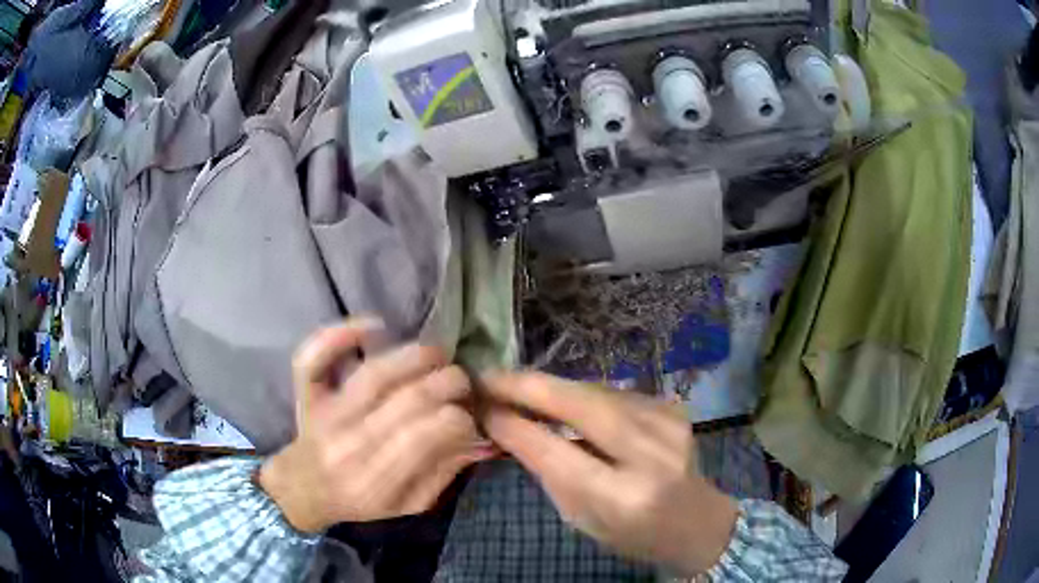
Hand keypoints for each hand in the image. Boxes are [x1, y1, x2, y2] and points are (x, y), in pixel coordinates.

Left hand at [259, 319, 492, 532]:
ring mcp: (326, 413)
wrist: (304, 490)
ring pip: (374, 374)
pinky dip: (339, 335)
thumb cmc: (361, 501)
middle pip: (409, 400)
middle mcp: (352, 444)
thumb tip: (480, 439)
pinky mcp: (307, 392)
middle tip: (462, 384)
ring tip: (439, 354)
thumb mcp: (410, 504)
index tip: (469, 417)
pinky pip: (314, 359)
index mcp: (379, 479)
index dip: (459, 418)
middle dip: (448, 383)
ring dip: (415, 356)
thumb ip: (444, 474)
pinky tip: (375, 326)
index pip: (428, 435)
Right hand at [482, 371, 737, 575]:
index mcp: (623, 497)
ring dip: (551, 386)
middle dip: (528, 386)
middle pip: (581, 404)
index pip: (556, 452)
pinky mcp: (672, 407)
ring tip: (514, 385)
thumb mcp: (580, 517)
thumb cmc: (631, 533)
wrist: (695, 521)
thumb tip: (506, 424)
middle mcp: (651, 454)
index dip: (514, 425)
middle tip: (488, 378)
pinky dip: (579, 393)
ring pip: (595, 391)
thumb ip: (547, 470)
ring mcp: (667, 423)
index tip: (481, 404)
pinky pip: (612, 393)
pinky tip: (559, 398)